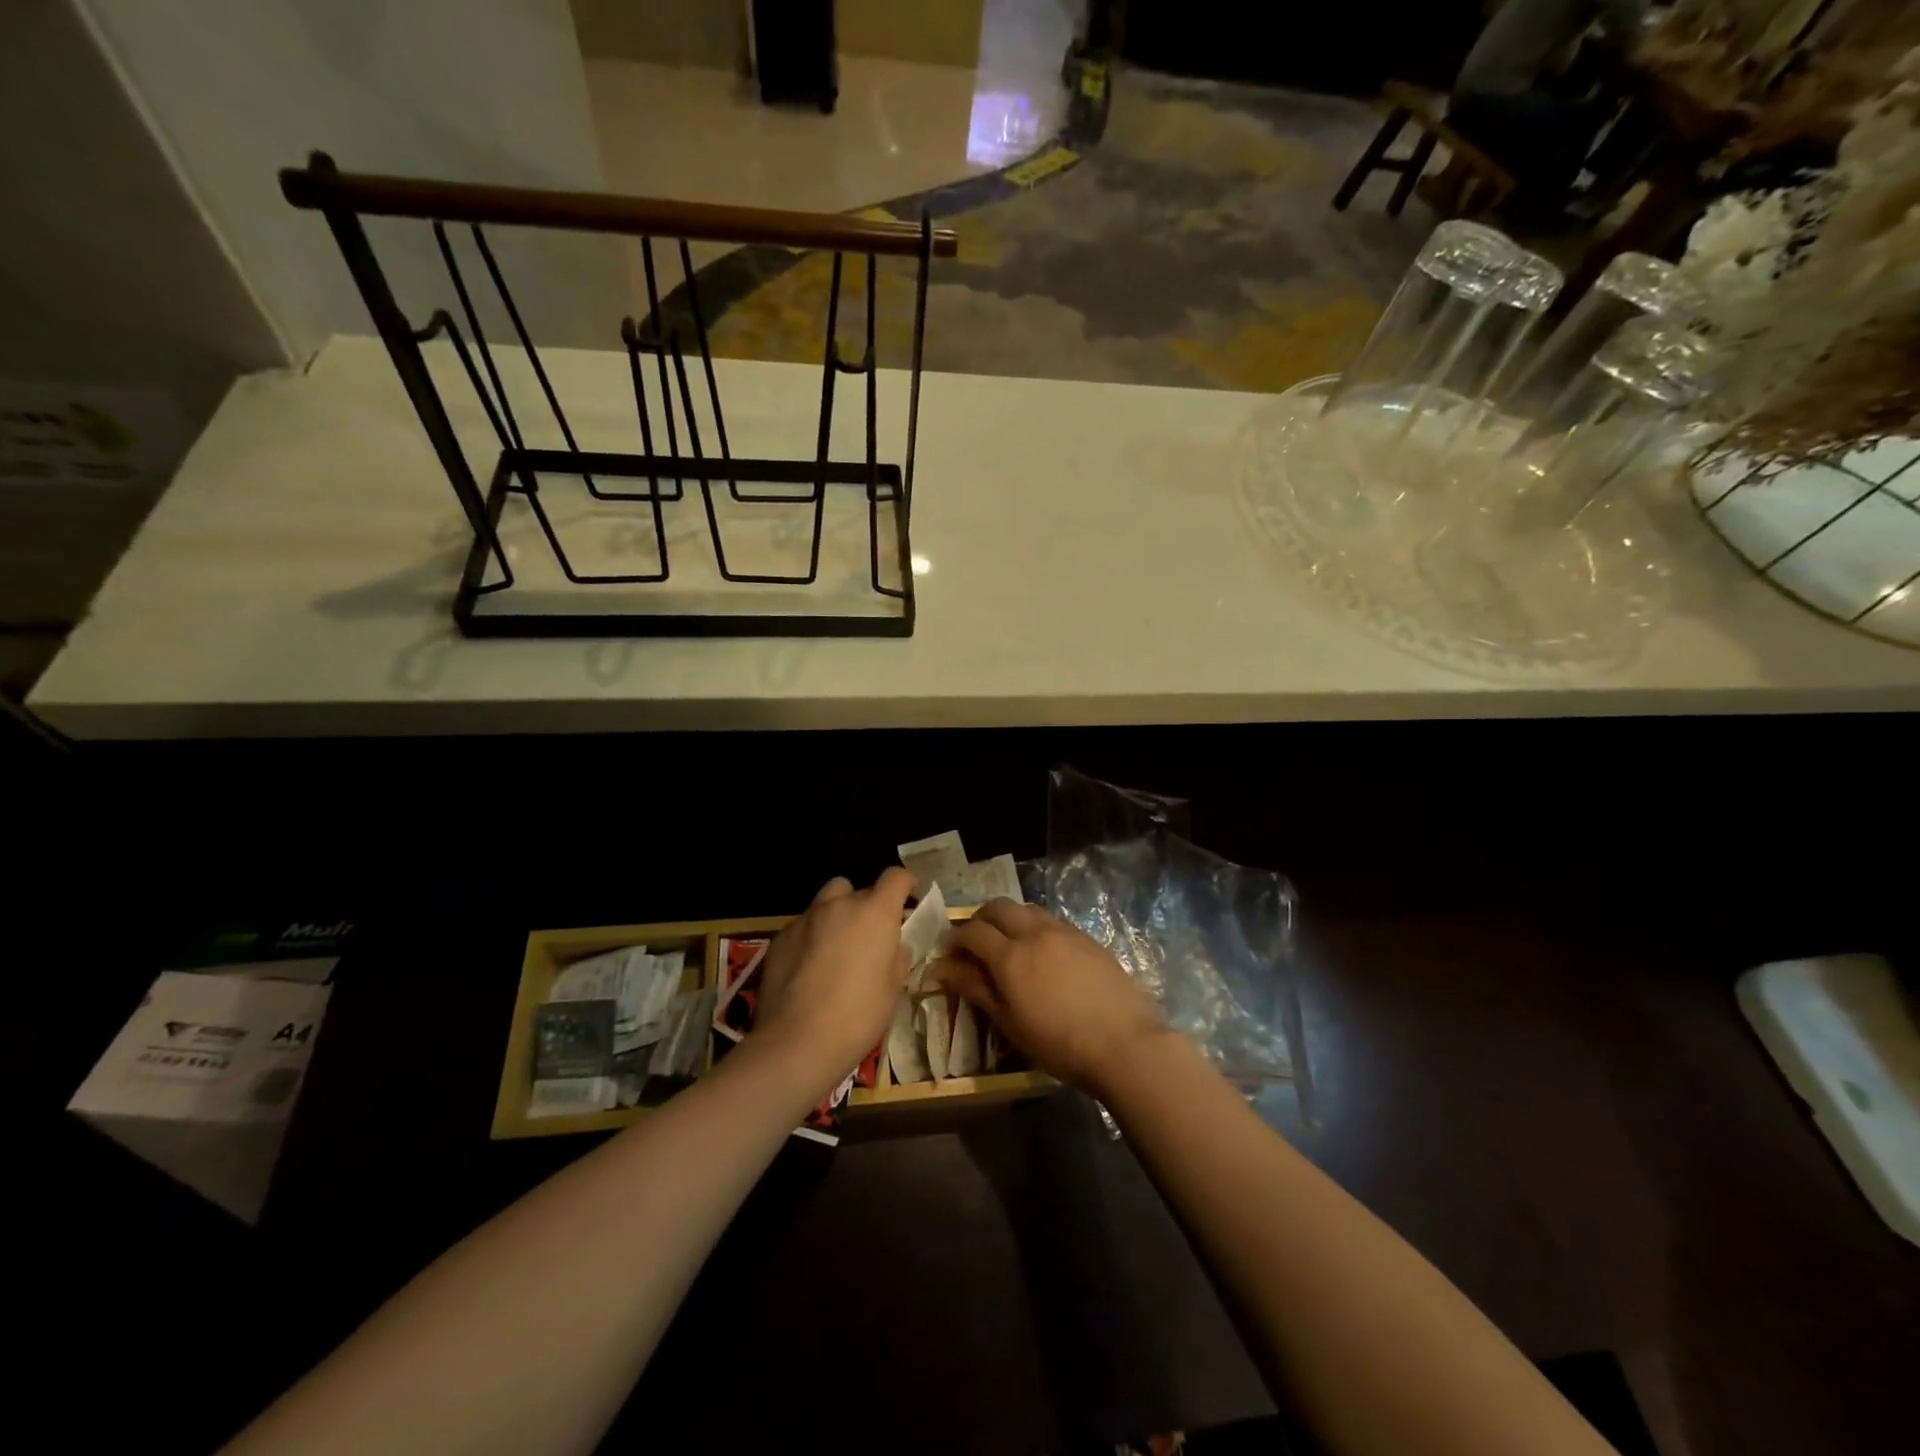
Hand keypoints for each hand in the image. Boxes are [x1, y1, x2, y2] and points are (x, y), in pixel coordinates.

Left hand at [752, 869, 914, 1091]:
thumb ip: (896, 958)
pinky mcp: (780, 938)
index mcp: (875, 913)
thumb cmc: (858, 1016)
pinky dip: (810, 938)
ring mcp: (805, 919)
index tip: (907, 897)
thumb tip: (894, 947)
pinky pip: (802, 927)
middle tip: (869, 936)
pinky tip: (808, 969)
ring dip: (836, 916)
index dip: (904, 884)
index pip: (895, 876)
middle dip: (866, 906)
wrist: (797, 1043)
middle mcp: (839, 905)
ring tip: (835, 947)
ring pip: (826, 902)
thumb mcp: (892, 990)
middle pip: (858, 889)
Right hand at [931, 900, 1166, 1091]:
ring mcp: (1064, 931)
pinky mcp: (1087, 937)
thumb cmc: (1059, 1043)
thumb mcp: (1010, 1022)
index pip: (972, 931)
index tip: (949, 952)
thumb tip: (942, 968)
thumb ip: (976, 988)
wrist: (1124, 1043)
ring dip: (1010, 918)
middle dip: (980, 919)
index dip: (955, 938)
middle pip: (998, 907)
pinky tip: (1042, 952)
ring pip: (1027, 908)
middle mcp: (1034, 932)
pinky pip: (1052, 920)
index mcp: (1010, 955)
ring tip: (1009, 943)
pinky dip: (1036, 926)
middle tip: (975, 942)